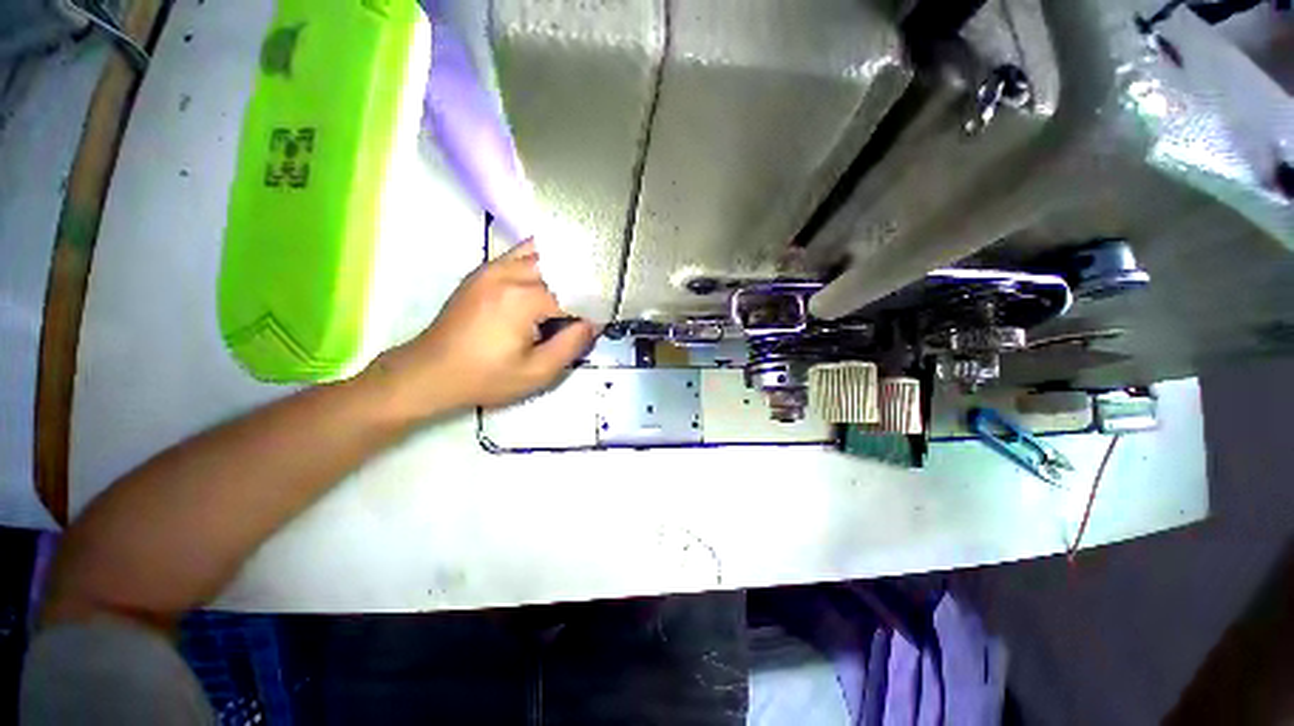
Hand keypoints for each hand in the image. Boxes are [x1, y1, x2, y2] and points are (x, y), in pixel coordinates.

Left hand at [368, 241, 596, 418]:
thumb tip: (594, 321)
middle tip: (600, 294)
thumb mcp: (537, 372)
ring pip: (540, 250)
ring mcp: (492, 267)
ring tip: (581, 280)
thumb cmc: (485, 377)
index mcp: (523, 299)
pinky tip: (553, 274)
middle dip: (583, 278)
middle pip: (560, 264)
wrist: (429, 372)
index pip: (574, 292)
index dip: (594, 304)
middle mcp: (508, 273)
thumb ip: (572, 344)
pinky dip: (542, 258)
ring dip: (564, 264)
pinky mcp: (483, 271)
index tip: (607, 315)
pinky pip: (520, 253)